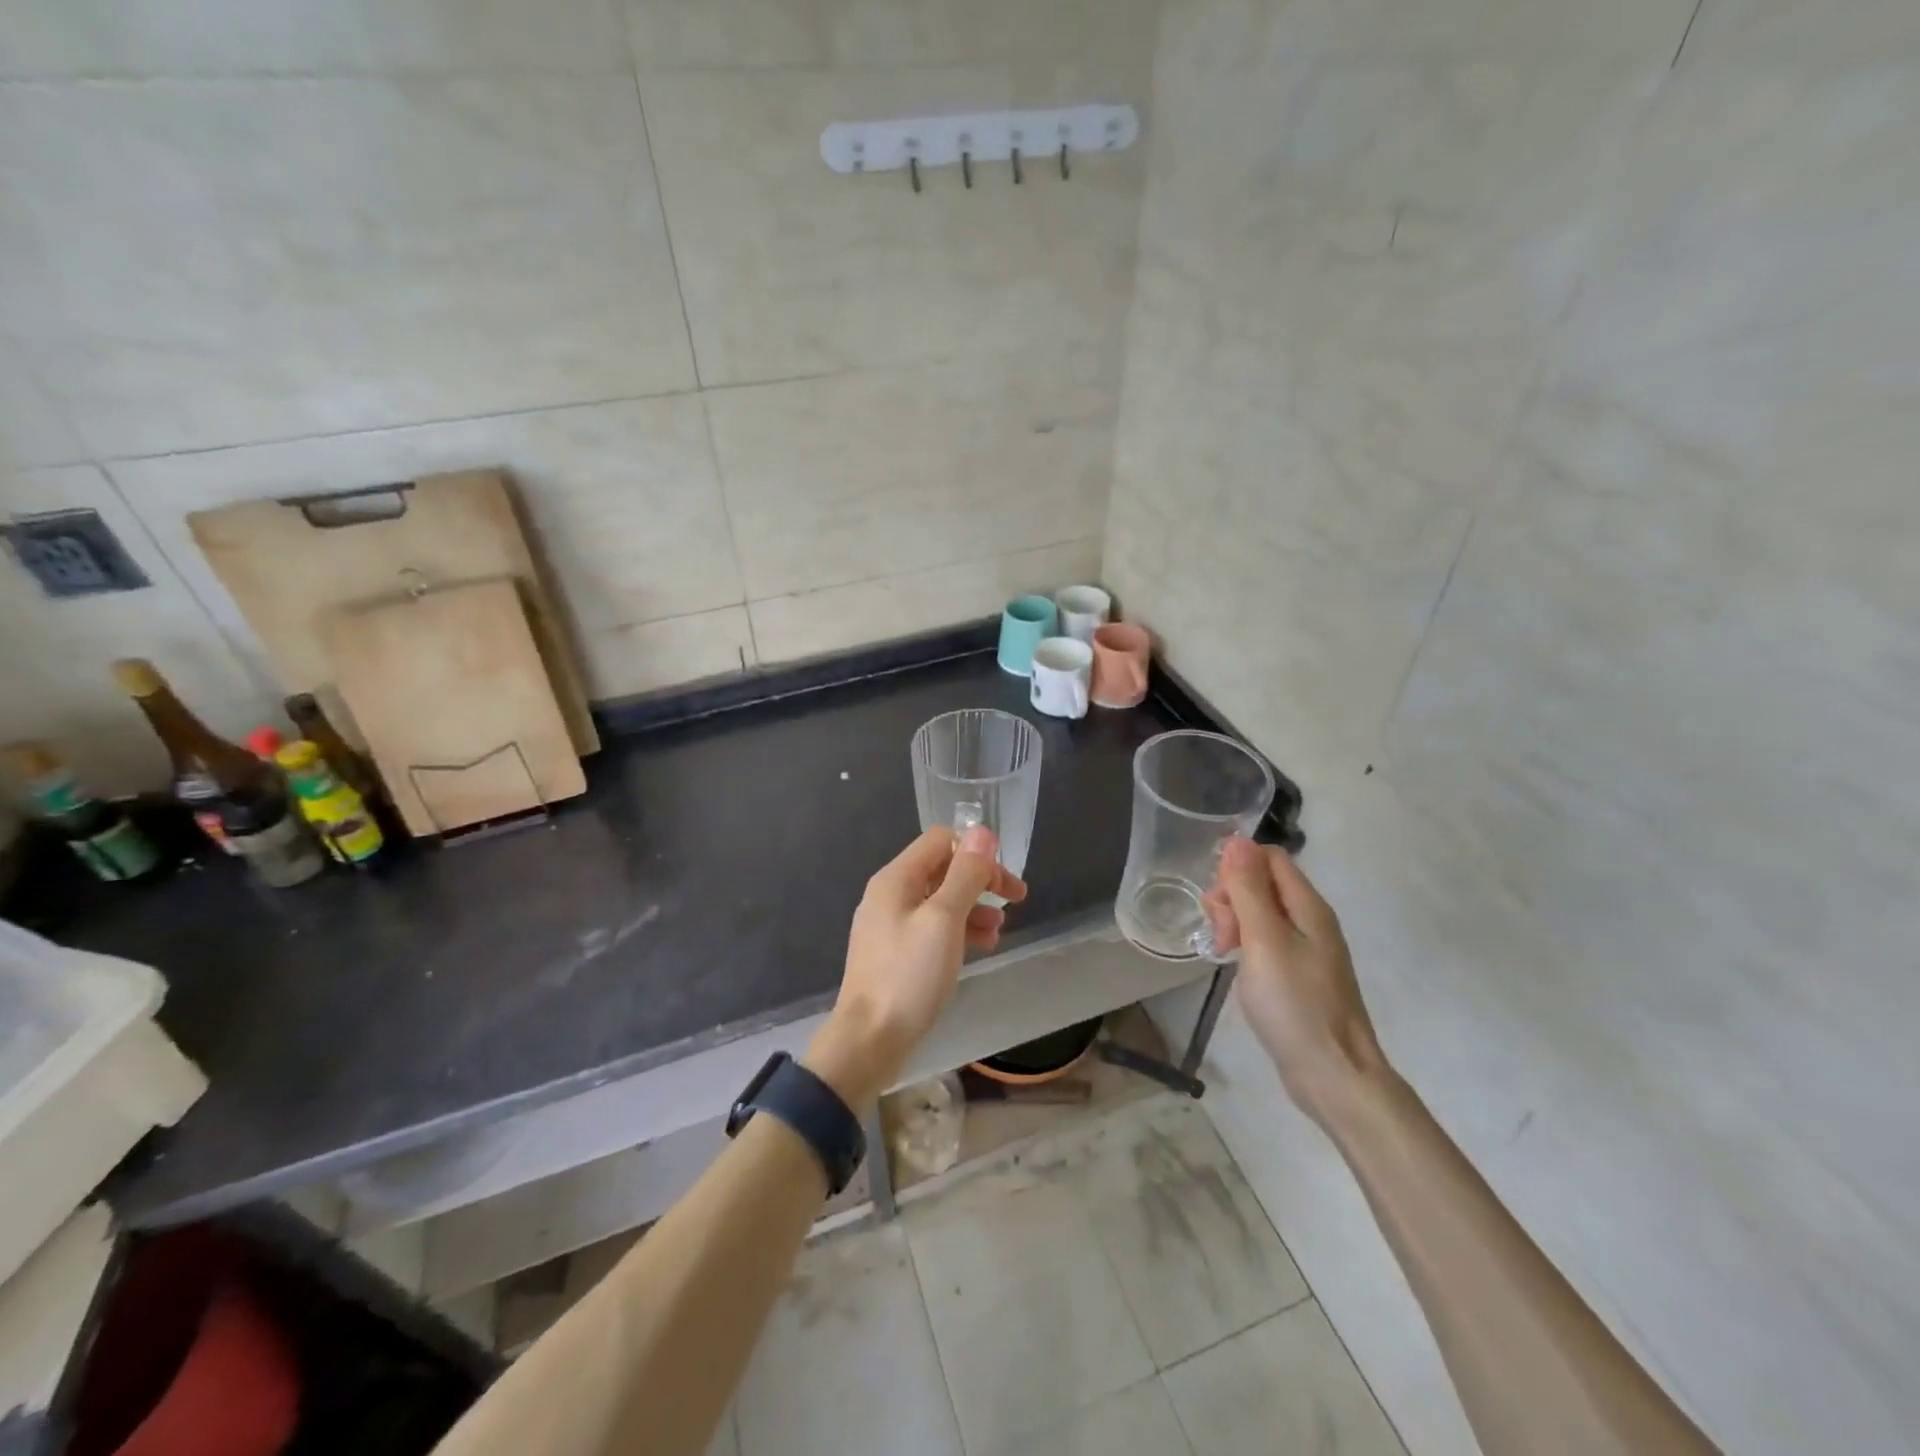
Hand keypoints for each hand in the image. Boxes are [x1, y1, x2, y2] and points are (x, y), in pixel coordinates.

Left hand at [805, 825, 1025, 1105]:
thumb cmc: (909, 974)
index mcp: (896, 878)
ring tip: (999, 931)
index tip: (1005, 876)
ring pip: (940, 900)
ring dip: (974, 907)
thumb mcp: (945, 919)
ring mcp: (890, 925)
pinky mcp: (896, 953)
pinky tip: (979, 947)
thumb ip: (966, 874)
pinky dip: (959, 930)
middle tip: (1017, 899)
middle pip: (942, 869)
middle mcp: (890, 894)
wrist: (870, 1040)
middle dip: (981, 880)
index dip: (976, 851)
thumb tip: (983, 833)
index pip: (941, 841)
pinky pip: (932, 927)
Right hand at [1201, 836, 1388, 1125]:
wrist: (1333, 1075)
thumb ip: (1248, 889)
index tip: (1217, 899)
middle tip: (1220, 932)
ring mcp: (1307, 948)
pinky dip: (1245, 944)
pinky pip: (1266, 940)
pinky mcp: (1299, 973)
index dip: (1237, 867)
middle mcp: (1311, 920)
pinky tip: (1233, 963)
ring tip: (1222, 951)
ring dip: (1234, 921)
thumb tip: (1237, 840)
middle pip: (1263, 882)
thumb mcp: (1263, 940)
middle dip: (1231, 896)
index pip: (1269, 857)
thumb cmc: (1295, 1004)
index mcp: (1308, 906)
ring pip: (1261, 912)